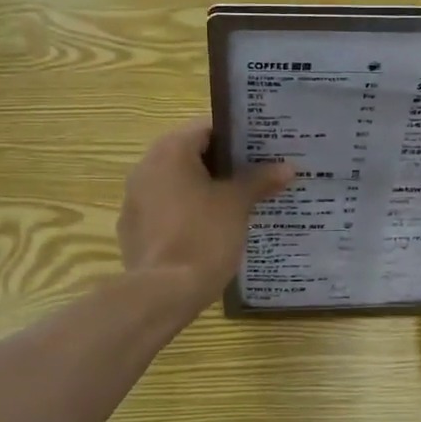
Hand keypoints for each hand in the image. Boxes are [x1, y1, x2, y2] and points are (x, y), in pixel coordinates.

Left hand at [119, 120, 293, 311]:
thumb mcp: (237, 205)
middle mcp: (146, 167)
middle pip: (191, 155)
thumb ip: (260, 180)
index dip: (237, 137)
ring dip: (205, 189)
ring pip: (177, 184)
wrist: (163, 293)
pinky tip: (210, 230)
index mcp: (170, 151)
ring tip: (239, 203)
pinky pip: (166, 209)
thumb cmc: (203, 236)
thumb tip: (286, 167)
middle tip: (257, 175)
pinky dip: (187, 212)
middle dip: (224, 165)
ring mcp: (135, 200)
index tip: (262, 149)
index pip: (207, 128)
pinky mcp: (133, 229)